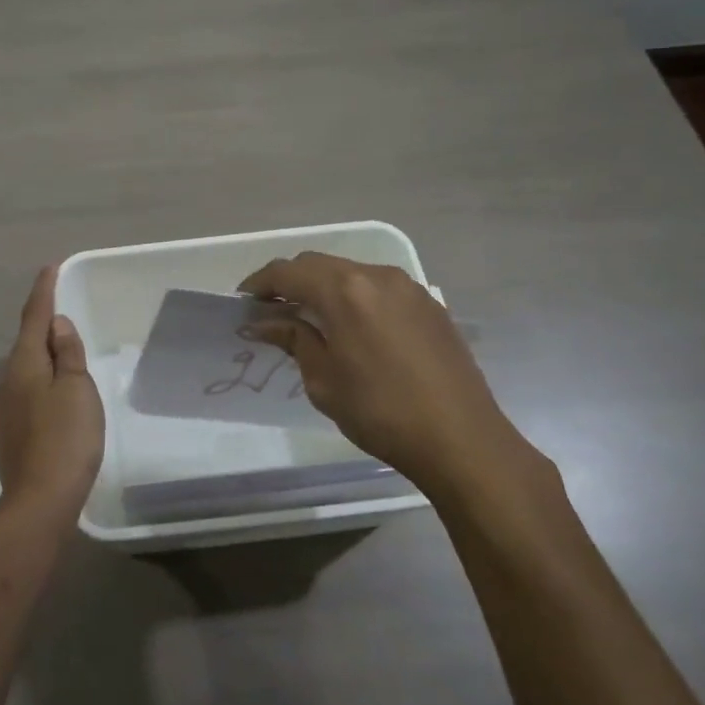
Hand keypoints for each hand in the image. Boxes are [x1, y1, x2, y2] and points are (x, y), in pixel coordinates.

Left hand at [0, 266, 105, 523]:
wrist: (40, 501)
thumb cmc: (66, 438)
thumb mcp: (77, 389)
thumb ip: (68, 354)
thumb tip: (56, 325)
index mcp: (25, 365)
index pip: (34, 317)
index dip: (44, 291)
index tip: (50, 268)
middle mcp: (8, 382)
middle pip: (27, 344)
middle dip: (43, 326)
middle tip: (62, 311)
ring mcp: (5, 411)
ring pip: (25, 372)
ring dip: (43, 358)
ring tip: (64, 355)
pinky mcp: (9, 435)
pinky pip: (26, 396)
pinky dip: (41, 386)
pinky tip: (54, 399)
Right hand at [239, 252, 546, 505]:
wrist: (461, 439)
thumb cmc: (381, 413)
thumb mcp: (324, 380)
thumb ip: (294, 340)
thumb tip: (265, 322)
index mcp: (343, 291)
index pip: (288, 272)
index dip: (260, 283)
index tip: (244, 301)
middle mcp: (375, 275)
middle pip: (318, 264)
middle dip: (290, 281)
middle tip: (271, 310)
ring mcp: (407, 286)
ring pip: (350, 272)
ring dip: (323, 287)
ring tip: (310, 318)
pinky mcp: (429, 303)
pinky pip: (378, 287)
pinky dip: (354, 296)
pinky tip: (352, 326)